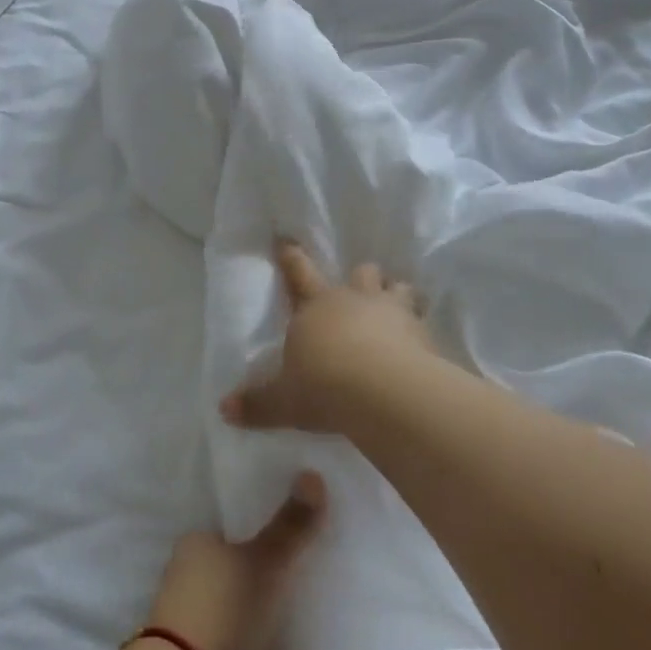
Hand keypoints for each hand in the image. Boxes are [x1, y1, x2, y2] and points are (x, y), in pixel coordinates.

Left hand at [145, 472, 326, 649]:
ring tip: (296, 620)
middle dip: (255, 581)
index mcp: (193, 546)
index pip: (226, 532)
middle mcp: (184, 580)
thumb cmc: (224, 607)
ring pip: (231, 614)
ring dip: (254, 621)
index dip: (252, 537)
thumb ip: (291, 525)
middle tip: (297, 582)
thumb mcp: (265, 561)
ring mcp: (189, 627)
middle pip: (228, 574)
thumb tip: (313, 473)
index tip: (283, 544)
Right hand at [221, 240, 433, 435]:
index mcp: (316, 306)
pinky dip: (422, 328)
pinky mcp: (423, 334)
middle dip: (362, 276)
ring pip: (398, 288)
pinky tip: (423, 343)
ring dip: (397, 293)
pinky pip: (424, 322)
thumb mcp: (284, 400)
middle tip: (363, 284)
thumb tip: (225, 409)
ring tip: (400, 303)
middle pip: (361, 272)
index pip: (299, 272)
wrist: (382, 392)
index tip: (286, 239)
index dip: (291, 256)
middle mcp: (355, 300)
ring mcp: (393, 312)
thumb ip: (258, 403)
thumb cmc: (323, 386)